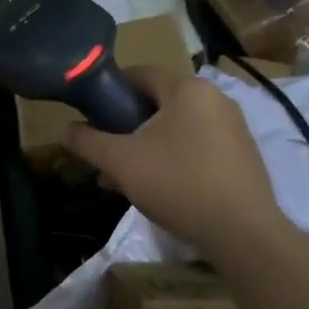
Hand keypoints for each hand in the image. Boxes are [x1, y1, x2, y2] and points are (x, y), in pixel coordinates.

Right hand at [64, 67, 287, 251]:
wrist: (242, 233)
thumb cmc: (178, 183)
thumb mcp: (120, 161)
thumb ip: (87, 141)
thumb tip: (65, 129)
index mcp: (188, 89)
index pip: (139, 74)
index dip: (108, 92)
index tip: (89, 116)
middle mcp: (216, 99)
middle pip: (156, 103)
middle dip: (124, 127)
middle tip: (104, 153)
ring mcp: (234, 128)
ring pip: (175, 128)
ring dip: (145, 146)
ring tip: (123, 177)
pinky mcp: (242, 156)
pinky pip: (196, 146)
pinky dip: (172, 159)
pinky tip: (157, 187)